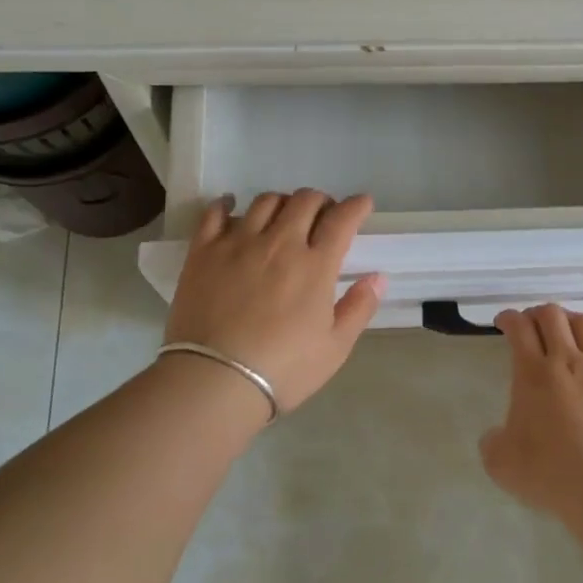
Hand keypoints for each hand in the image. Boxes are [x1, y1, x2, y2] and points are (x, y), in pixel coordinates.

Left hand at [163, 190, 385, 413]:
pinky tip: (231, 206)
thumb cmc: (283, 369)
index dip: (356, 206)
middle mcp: (279, 243)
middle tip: (323, 215)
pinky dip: (226, 204)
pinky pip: (215, 213)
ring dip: (282, 202)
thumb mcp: (335, 347)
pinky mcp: (203, 252)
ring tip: (283, 217)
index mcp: (315, 265)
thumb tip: (378, 277)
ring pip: (265, 201)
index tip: (362, 204)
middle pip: (304, 201)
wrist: (214, 381)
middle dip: (321, 201)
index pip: (341, 219)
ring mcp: (238, 243)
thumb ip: (359, 307)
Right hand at [481, 303, 582, 519]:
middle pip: (553, 315)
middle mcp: (568, 361)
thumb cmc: (549, 472)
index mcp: (533, 373)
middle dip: (539, 313)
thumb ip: (493, 441)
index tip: (505, 322)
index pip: (519, 327)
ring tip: (568, 335)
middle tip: (533, 325)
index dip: (510, 318)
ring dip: (572, 323)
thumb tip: (497, 435)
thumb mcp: (501, 463)